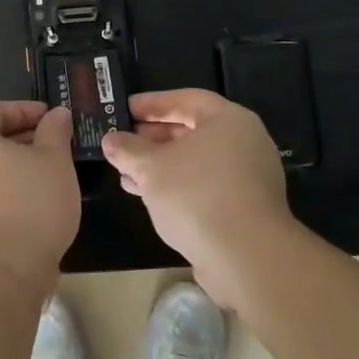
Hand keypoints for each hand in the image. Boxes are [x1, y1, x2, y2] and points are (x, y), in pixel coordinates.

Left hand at [0, 101, 79, 296]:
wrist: (2, 273)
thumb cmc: (30, 204)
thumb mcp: (54, 159)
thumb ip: (55, 131)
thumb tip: (56, 114)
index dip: (25, 110)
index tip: (52, 117)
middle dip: (20, 136)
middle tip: (54, 142)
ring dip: (13, 163)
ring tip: (47, 171)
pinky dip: (3, 187)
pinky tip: (31, 199)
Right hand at [101, 89, 294, 309]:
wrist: (246, 258)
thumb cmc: (197, 195)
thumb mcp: (152, 168)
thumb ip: (128, 150)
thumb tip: (110, 139)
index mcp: (229, 120)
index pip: (186, 100)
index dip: (152, 103)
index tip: (124, 109)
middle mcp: (244, 142)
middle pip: (192, 131)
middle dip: (154, 138)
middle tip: (123, 142)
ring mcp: (248, 177)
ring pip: (196, 162)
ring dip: (161, 166)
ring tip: (127, 174)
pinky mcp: (245, 208)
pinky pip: (204, 186)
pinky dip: (177, 187)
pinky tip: (149, 198)